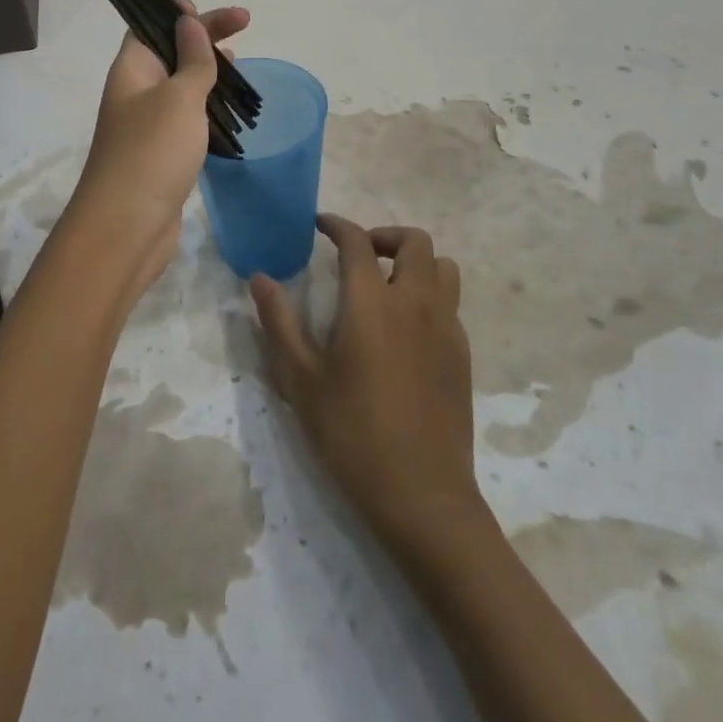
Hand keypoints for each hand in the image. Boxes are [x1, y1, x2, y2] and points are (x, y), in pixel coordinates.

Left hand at [66, 0, 249, 293]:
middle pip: (170, 53)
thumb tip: (188, 22)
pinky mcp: (162, 156)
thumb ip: (191, 60)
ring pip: (180, 88)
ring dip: (208, 75)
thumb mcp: (178, 97)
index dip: (180, 13)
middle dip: (204, 39)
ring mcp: (148, 126)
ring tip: (240, 68)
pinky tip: (229, 114)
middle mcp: (136, 93)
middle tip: (245, 29)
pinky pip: (187, 120)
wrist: (127, 228)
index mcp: (132, 70)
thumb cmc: (152, 152)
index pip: (152, 26)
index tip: (217, 11)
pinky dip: (207, 110)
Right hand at [251, 216, 481, 555]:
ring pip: (442, 267)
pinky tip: (407, 328)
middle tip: (358, 255)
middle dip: (384, 235)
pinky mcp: (463, 354)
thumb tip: (259, 278)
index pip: (357, 241)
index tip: (320, 225)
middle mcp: (415, 303)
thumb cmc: (352, 434)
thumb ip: (279, 322)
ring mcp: (446, 327)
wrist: (422, 496)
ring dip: (415, 262)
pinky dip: (429, 294)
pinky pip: (451, 302)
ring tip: (387, 284)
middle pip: (414, 240)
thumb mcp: (301, 380)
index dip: (337, 225)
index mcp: (372, 303)